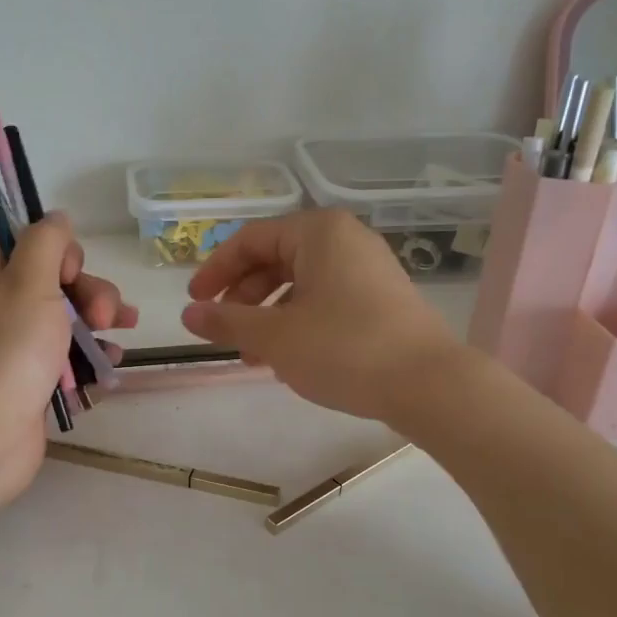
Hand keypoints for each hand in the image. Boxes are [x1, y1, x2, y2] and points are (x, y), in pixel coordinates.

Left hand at [0, 214, 136, 502]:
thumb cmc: (9, 352)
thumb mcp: (29, 283)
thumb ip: (46, 243)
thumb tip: (57, 216)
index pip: (34, 250)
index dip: (65, 258)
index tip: (74, 277)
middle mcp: (0, 312)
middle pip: (58, 287)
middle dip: (92, 295)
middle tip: (107, 317)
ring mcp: (16, 352)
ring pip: (68, 325)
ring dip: (99, 326)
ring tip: (122, 338)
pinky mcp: (33, 385)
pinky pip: (68, 362)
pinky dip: (91, 360)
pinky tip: (111, 366)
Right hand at [181, 209, 457, 424]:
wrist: (428, 384)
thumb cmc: (344, 349)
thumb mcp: (275, 337)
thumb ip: (227, 321)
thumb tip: (188, 314)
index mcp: (318, 232)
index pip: (250, 240)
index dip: (215, 271)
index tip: (195, 304)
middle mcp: (345, 240)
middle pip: (275, 260)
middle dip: (243, 298)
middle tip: (224, 332)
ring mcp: (367, 269)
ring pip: (300, 284)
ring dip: (268, 316)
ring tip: (253, 356)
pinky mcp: (381, 299)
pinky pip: (325, 300)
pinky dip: (298, 323)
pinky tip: (289, 359)